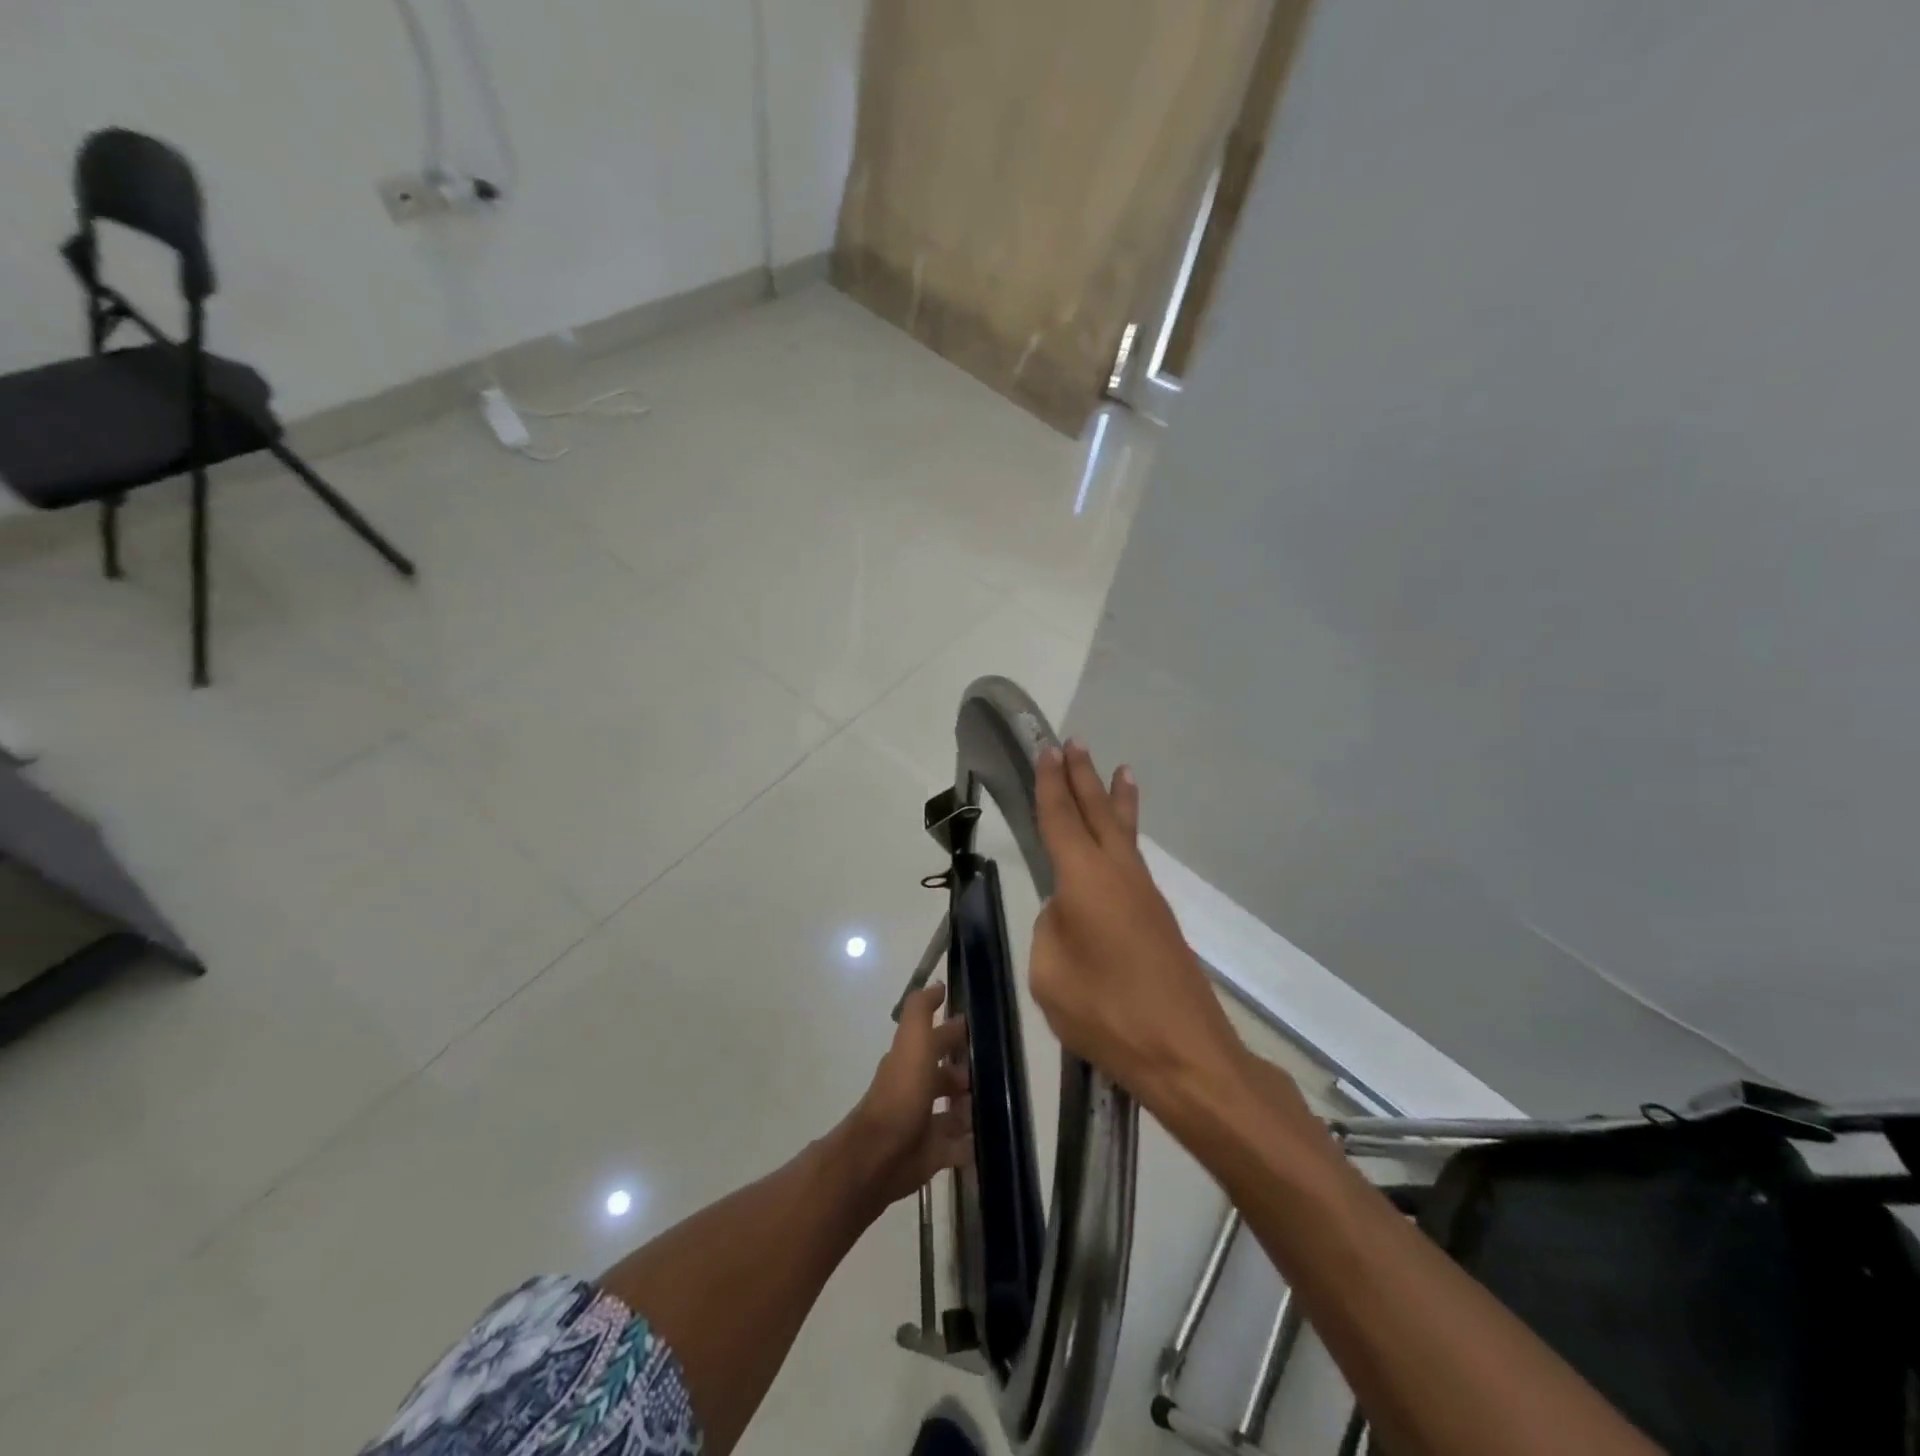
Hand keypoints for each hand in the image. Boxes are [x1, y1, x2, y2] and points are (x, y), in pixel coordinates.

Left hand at [842, 984, 972, 1209]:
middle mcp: (915, 1088)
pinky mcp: (931, 1154)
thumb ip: (921, 1011)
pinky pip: (957, 1146)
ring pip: (952, 1110)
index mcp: (910, 1060)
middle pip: (943, 1075)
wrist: (881, 1154)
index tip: (977, 1027)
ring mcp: (923, 1122)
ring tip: (994, 1104)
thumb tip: (937, 985)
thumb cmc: (902, 1093)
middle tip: (992, 1070)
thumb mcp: (912, 1041)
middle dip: (964, 1071)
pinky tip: (988, 1138)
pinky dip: (970, 1142)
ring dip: (969, 1106)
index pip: (936, 1040)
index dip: (953, 1031)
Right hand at [1029, 742, 1245, 1117]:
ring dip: (1115, 801)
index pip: (1061, 819)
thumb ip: (1051, 932)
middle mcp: (1119, 875)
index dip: (1052, 784)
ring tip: (1119, 771)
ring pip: (1125, 834)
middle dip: (1083, 778)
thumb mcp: (1050, 974)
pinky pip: (1135, 860)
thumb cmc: (1106, 1012)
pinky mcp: (1158, 919)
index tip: (1049, 750)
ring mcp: (1144, 895)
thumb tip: (1068, 915)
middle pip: (1098, 813)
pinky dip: (1127, 835)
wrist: (1185, 1052)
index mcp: (1085, 880)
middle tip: (1075, 744)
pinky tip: (1122, 844)